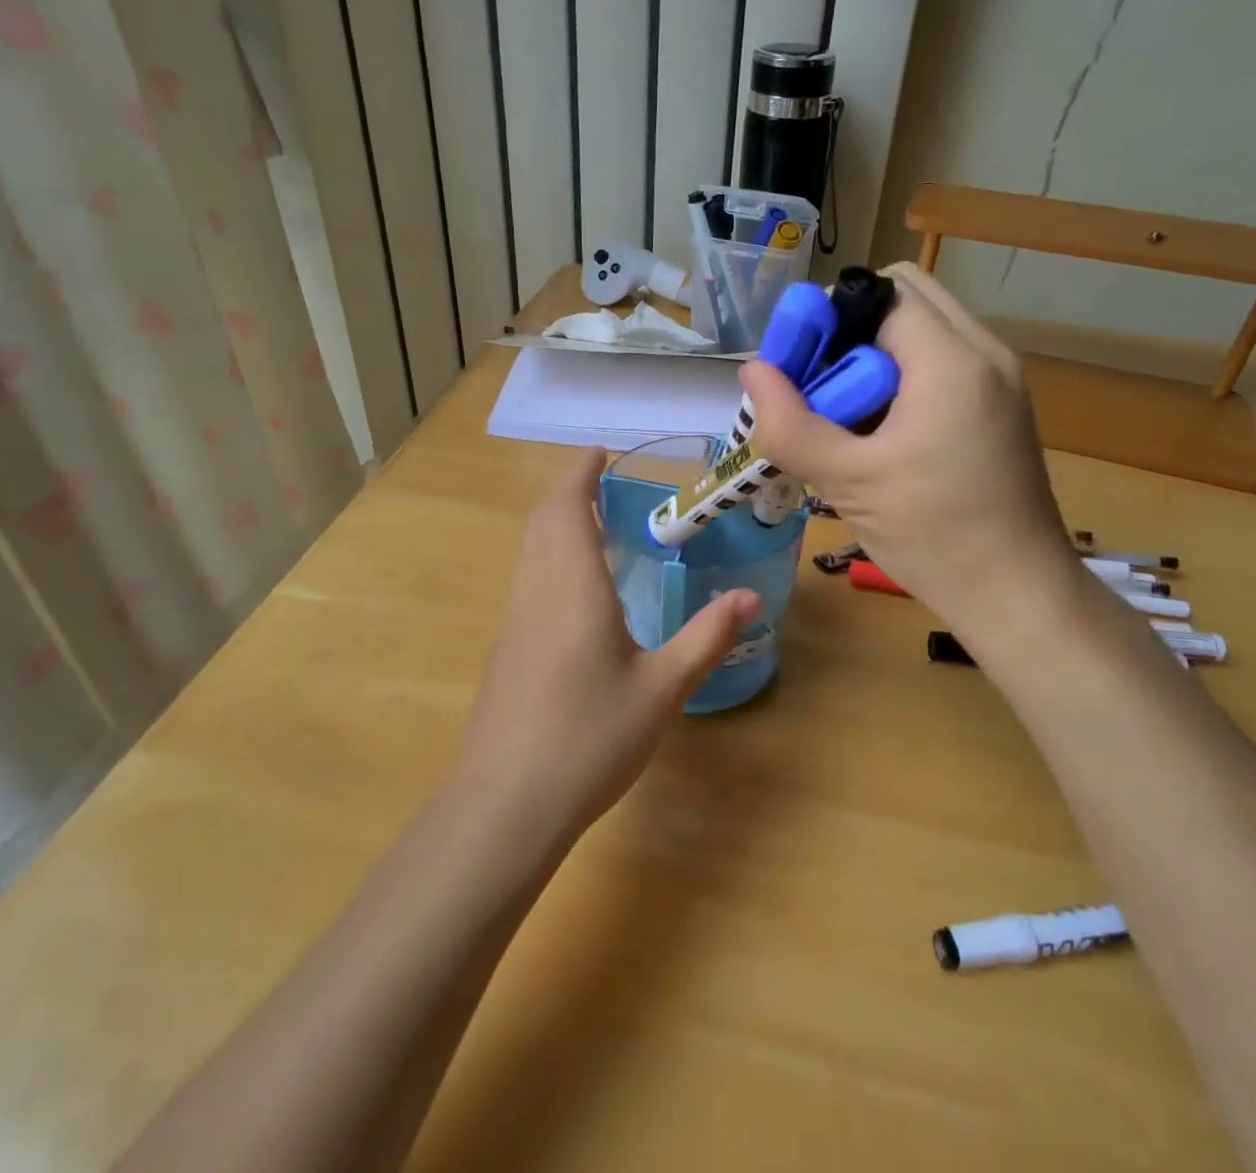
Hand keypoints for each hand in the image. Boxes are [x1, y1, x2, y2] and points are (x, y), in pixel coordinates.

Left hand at [453, 448, 759, 846]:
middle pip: (542, 519)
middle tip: (604, 482)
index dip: (580, 472)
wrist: (504, 805)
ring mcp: (515, 620)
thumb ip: (705, 638)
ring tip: (594, 523)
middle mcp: (536, 590)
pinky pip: (527, 578)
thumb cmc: (588, 739)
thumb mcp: (661, 690)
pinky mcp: (506, 648)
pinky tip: (575, 587)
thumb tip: (750, 598)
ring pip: (529, 549)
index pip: (567, 505)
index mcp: (572, 585)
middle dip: (568, 490)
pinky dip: (548, 555)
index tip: (600, 452)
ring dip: (555, 522)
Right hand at [740, 263, 1084, 632]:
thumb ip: (790, 424)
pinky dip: (902, 379)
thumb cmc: (935, 536)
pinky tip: (881, 435)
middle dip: (851, 331)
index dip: (829, 318)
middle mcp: (985, 353)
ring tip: (846, 418)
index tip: (799, 368)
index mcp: (952, 361)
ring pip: (923, 330)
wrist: (1019, 595)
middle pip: (904, 297)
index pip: (880, 292)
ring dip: (874, 357)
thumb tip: (751, 371)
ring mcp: (999, 379)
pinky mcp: (1000, 406)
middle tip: (821, 389)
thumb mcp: (849, 482)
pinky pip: (942, 362)